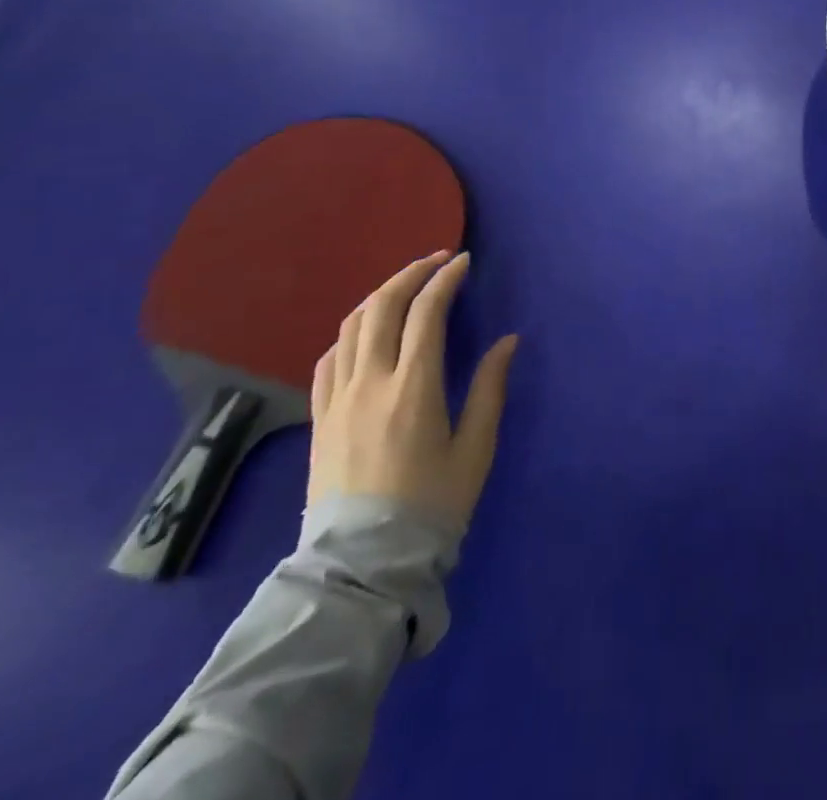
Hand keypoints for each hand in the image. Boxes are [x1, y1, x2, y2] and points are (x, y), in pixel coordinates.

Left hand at [307, 250, 518, 532]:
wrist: (362, 565)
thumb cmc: (431, 505)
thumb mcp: (475, 448)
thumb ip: (490, 388)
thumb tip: (507, 341)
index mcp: (413, 387)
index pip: (426, 312)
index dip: (445, 279)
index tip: (463, 262)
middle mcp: (370, 382)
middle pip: (382, 307)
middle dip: (410, 273)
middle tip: (436, 260)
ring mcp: (337, 400)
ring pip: (351, 327)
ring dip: (379, 296)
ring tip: (405, 287)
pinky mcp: (319, 419)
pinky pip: (329, 359)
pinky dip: (351, 332)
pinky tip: (366, 333)